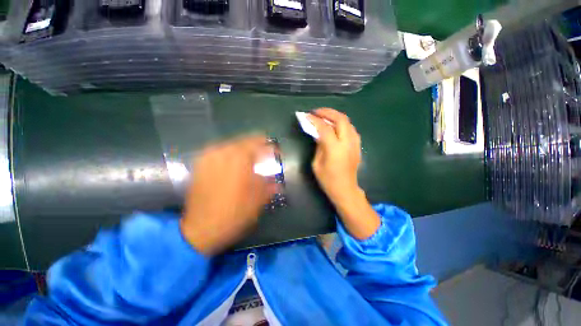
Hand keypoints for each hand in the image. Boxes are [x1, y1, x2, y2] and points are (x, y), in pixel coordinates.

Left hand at [180, 135, 274, 254]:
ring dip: (243, 152)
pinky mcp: (200, 165)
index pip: (258, 142)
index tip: (275, 154)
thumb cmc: (235, 212)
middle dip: (256, 149)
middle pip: (244, 141)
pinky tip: (234, 167)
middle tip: (263, 159)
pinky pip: (219, 153)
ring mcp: (209, 157)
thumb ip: (270, 182)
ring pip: (231, 146)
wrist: (201, 229)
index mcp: (240, 157)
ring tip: (250, 163)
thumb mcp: (259, 197)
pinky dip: (230, 157)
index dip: (269, 147)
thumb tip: (276, 178)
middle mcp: (223, 152)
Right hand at [308, 108, 379, 239]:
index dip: (314, 120)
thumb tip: (318, 134)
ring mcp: (355, 144)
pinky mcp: (358, 146)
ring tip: (325, 117)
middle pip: (341, 119)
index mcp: (335, 149)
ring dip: (336, 116)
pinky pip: (351, 129)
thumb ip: (318, 146)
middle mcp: (347, 143)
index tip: (306, 116)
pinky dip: (342, 124)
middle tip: (317, 112)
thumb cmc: (328, 180)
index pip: (324, 128)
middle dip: (328, 112)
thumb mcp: (317, 163)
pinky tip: (335, 127)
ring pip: (348, 122)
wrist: (345, 189)